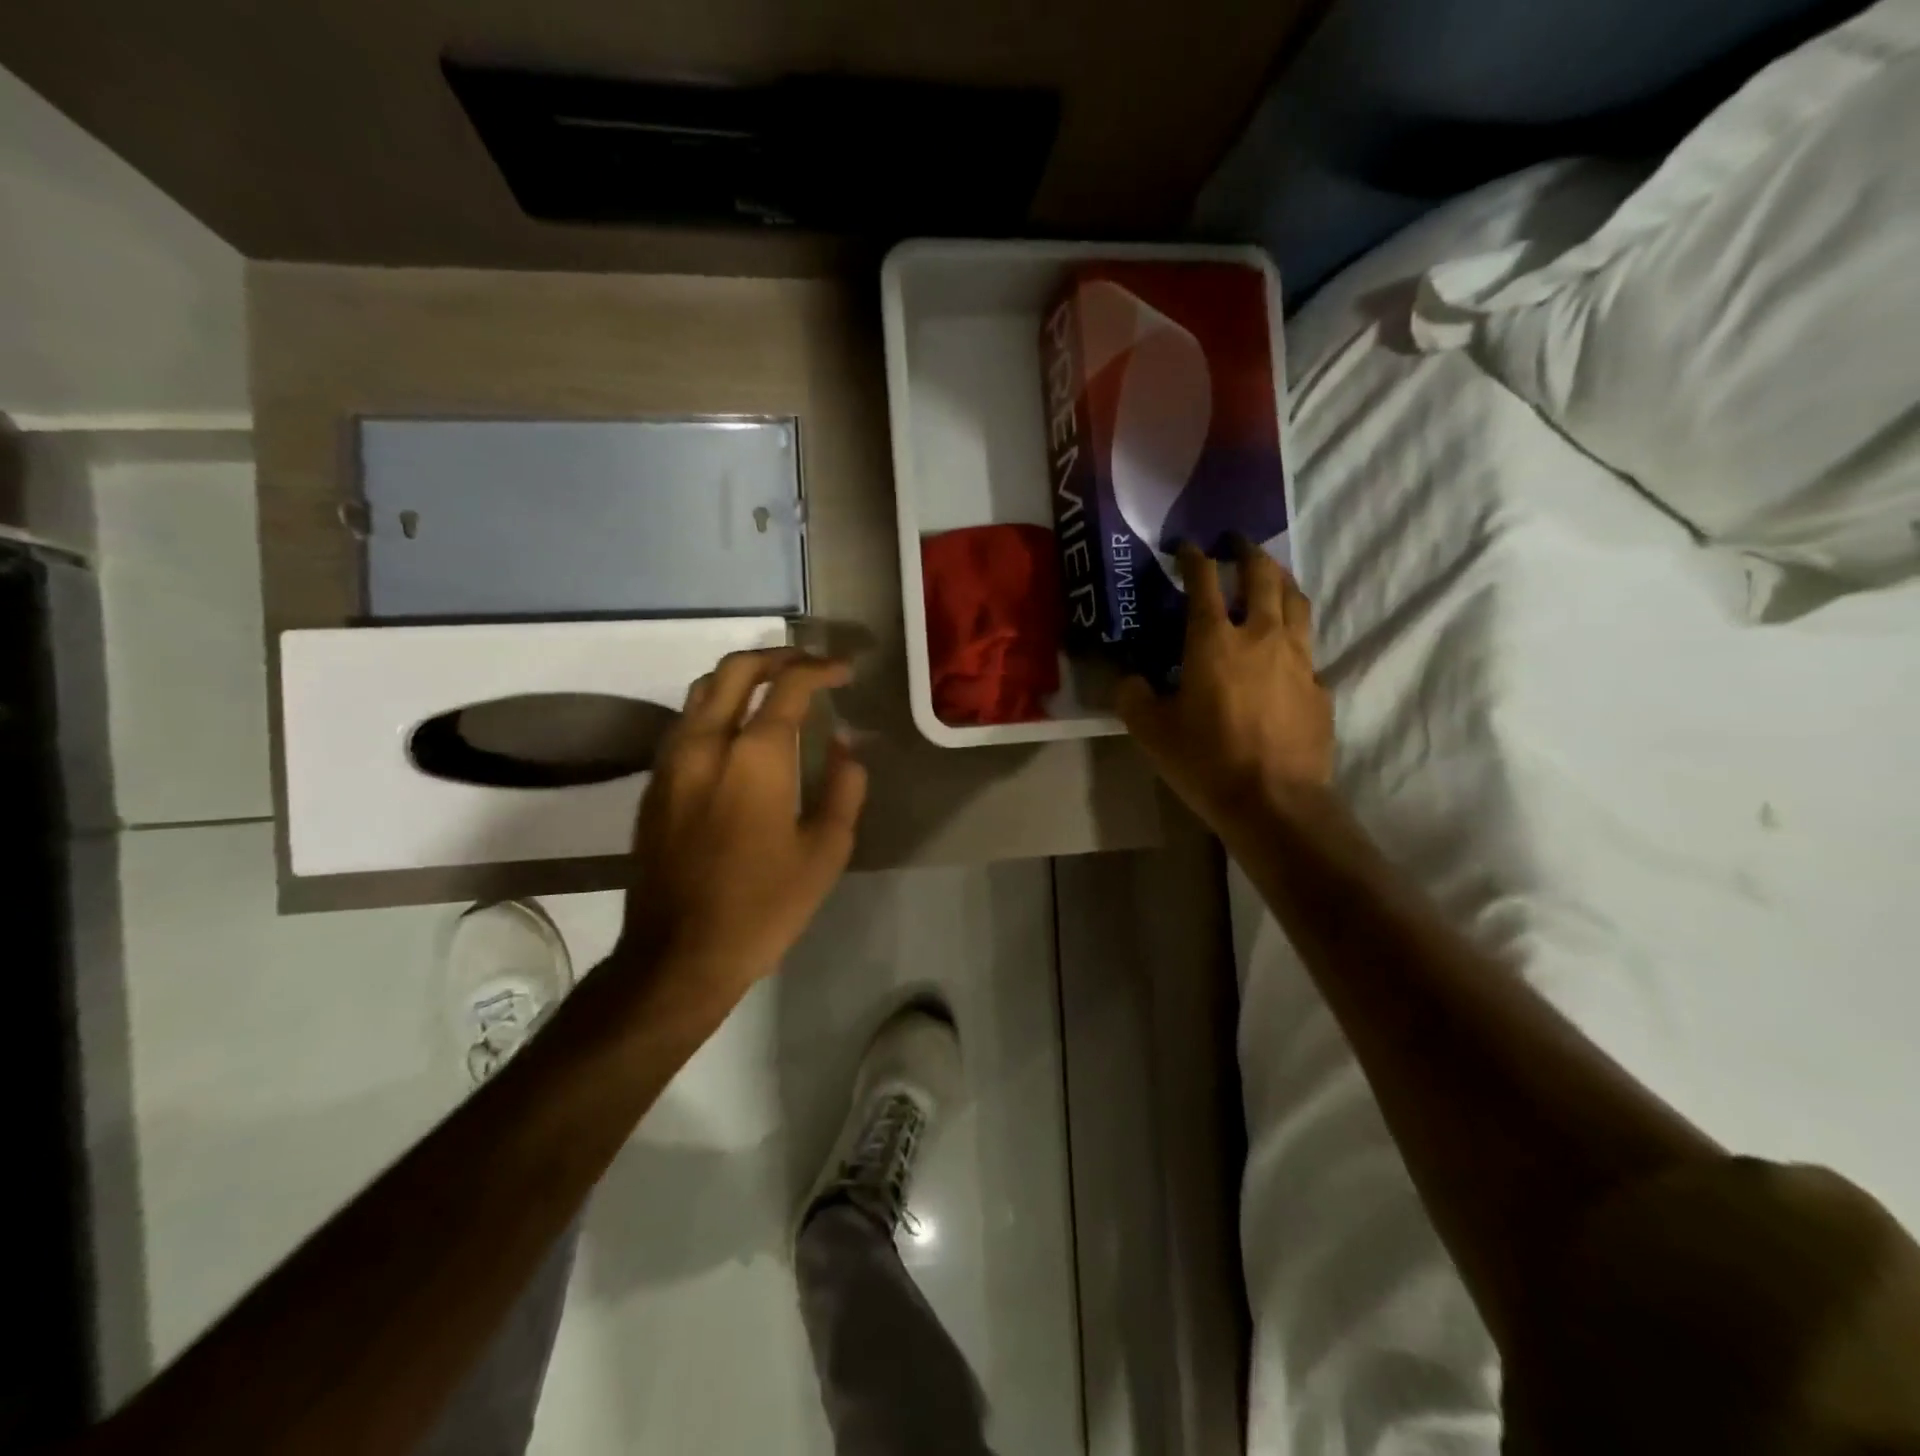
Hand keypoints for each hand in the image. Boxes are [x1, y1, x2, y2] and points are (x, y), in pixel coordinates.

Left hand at [619, 648, 867, 1006]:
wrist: (678, 955)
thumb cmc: (763, 907)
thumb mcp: (825, 852)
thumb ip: (843, 788)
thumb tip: (843, 747)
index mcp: (755, 758)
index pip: (788, 686)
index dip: (820, 670)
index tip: (843, 673)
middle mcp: (706, 744)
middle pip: (734, 670)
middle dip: (776, 657)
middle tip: (808, 666)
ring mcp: (671, 762)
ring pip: (701, 691)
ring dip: (741, 678)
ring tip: (774, 690)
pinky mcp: (653, 785)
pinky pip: (685, 723)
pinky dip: (716, 708)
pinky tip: (738, 734)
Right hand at [1118, 540, 1332, 836]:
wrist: (1274, 801)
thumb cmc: (1206, 761)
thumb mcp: (1151, 731)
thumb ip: (1133, 696)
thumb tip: (1128, 678)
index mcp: (1214, 641)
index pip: (1204, 582)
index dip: (1194, 559)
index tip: (1187, 546)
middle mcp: (1260, 636)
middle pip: (1262, 577)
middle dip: (1248, 554)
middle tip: (1236, 545)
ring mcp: (1297, 658)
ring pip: (1296, 602)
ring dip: (1281, 580)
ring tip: (1270, 577)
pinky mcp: (1319, 685)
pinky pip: (1308, 645)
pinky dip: (1294, 632)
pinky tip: (1285, 647)